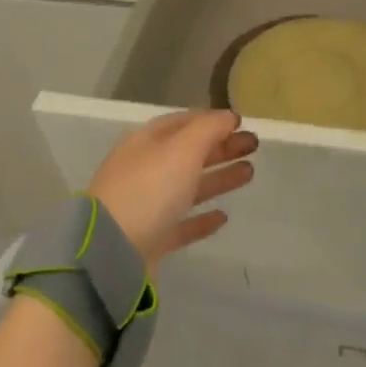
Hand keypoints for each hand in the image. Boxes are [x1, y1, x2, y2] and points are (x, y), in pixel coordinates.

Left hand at [88, 110, 257, 267]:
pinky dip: (202, 218)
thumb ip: (208, 129)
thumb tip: (228, 116)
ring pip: (188, 186)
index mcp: (146, 142)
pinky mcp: (151, 239)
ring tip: (249, 173)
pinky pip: (181, 223)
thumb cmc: (149, 189)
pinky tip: (223, 217)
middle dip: (220, 146)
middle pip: (188, 153)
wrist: (112, 250)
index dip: (211, 120)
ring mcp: (146, 206)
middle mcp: (144, 170)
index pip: (181, 123)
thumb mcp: (181, 150)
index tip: (240, 122)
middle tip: (254, 145)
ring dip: (218, 178)